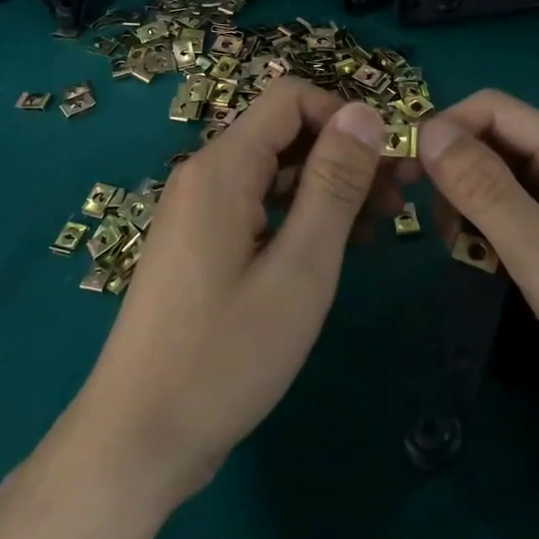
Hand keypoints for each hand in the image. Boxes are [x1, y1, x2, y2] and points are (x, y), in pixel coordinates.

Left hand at [61, 77, 400, 513]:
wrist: (138, 440)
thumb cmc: (226, 356)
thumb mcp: (300, 268)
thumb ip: (334, 184)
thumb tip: (365, 112)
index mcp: (222, 168)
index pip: (290, 98)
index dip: (346, 118)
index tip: (389, 164)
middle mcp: (204, 177)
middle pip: (283, 134)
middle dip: (344, 155)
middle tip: (399, 200)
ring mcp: (197, 213)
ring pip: (274, 173)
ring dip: (327, 188)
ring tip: (378, 228)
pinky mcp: (199, 247)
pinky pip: (257, 208)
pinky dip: (299, 216)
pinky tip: (334, 249)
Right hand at [418, 90, 538, 466]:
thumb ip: (484, 189)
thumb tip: (429, 130)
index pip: (493, 109)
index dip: (444, 130)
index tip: (406, 176)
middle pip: (498, 141)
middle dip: (456, 173)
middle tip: (439, 231)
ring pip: (506, 179)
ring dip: (473, 206)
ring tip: (465, 254)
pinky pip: (524, 212)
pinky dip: (496, 230)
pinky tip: (490, 265)